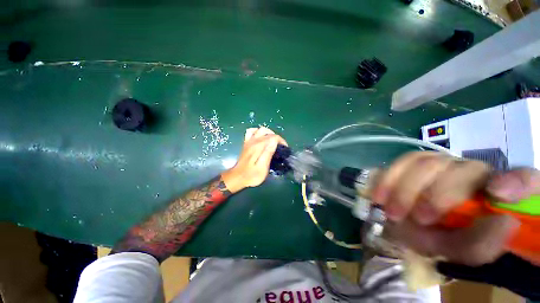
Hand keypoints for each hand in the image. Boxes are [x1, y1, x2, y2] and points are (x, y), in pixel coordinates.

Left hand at [221, 127, 286, 193]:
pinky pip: (251, 131)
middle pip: (267, 131)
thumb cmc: (251, 175)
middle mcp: (253, 141)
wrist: (237, 177)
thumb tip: (274, 141)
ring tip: (272, 142)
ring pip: (259, 129)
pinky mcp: (246, 143)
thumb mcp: (262, 167)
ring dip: (268, 133)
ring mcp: (248, 141)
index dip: (281, 141)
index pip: (273, 137)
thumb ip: (268, 153)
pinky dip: (258, 132)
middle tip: (279, 146)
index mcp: (258, 146)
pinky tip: (261, 138)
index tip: (284, 148)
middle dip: (275, 136)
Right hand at [372, 151, 539, 264]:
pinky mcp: (410, 164)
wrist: (411, 226)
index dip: (516, 181)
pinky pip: (399, 163)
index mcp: (493, 192)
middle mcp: (469, 172)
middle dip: (436, 195)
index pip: (523, 178)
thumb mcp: (464, 250)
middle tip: (421, 219)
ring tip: (392, 212)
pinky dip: (387, 179)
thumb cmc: (442, 239)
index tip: (497, 195)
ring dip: (405, 189)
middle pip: (460, 168)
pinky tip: (380, 196)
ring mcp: (438, 165)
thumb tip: (504, 222)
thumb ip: (482, 244)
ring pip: (423, 161)